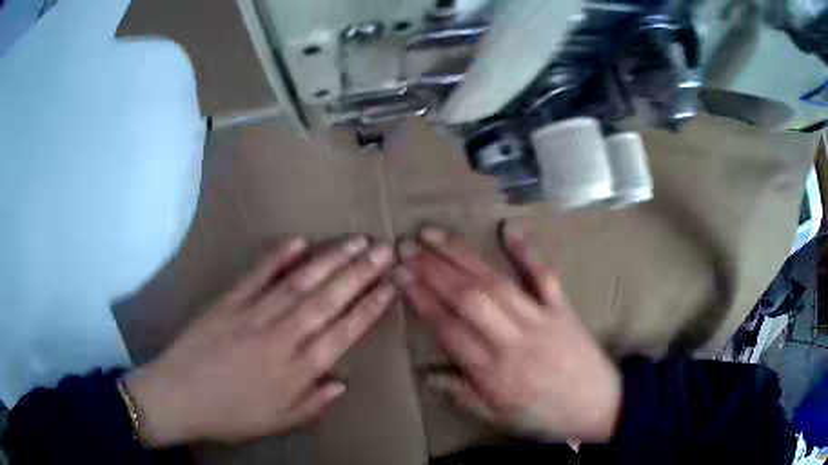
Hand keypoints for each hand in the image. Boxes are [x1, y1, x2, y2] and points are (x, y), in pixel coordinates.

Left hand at [125, 236, 395, 445]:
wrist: (178, 396)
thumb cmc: (230, 415)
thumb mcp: (277, 422)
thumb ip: (313, 403)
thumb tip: (341, 381)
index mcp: (296, 370)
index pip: (343, 332)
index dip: (370, 307)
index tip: (391, 285)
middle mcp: (281, 337)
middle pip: (328, 300)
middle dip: (361, 273)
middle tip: (385, 249)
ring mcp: (253, 314)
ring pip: (300, 283)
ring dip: (330, 260)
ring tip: (356, 242)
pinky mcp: (228, 302)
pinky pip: (256, 275)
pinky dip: (277, 257)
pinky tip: (298, 241)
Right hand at [395, 225, 620, 442]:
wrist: (598, 405)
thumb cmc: (544, 415)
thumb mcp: (497, 418)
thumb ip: (460, 396)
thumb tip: (425, 374)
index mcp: (494, 371)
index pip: (449, 328)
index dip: (422, 300)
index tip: (400, 276)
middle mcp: (514, 339)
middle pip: (468, 298)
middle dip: (434, 269)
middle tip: (406, 247)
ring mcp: (540, 317)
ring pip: (496, 282)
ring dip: (462, 256)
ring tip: (434, 235)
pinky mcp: (562, 307)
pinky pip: (544, 275)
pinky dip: (527, 250)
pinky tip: (507, 228)